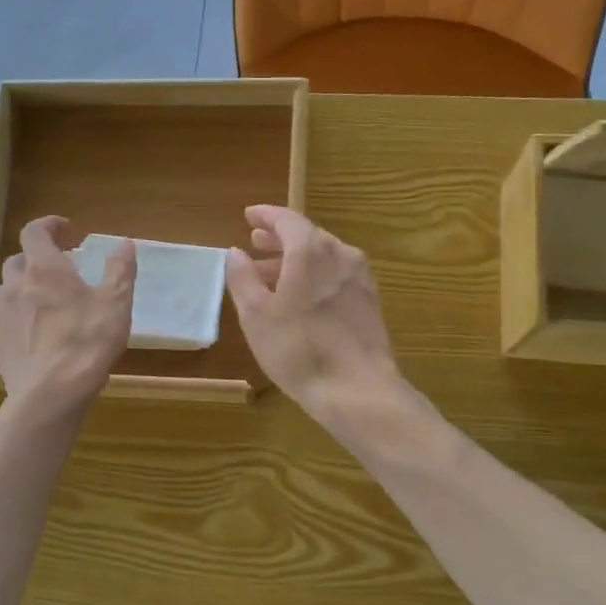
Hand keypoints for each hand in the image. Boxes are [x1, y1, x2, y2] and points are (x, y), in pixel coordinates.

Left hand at [0, 216, 135, 417]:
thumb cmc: (87, 342)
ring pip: (8, 288)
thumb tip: (124, 244)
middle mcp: (17, 285)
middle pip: (18, 259)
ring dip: (25, 284)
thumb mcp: (116, 304)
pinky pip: (6, 316)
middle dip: (38, 257)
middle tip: (62, 268)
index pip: (34, 231)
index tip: (67, 230)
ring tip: (46, 298)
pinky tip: (39, 330)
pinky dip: (20, 312)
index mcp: (44, 268)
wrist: (50, 393)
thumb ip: (120, 270)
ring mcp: (3, 315)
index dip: (49, 225)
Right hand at [223, 206, 400, 422]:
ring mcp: (360, 279)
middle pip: (308, 236)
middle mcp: (341, 255)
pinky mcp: (370, 302)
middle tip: (257, 242)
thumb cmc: (298, 349)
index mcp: (311, 251)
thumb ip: (242, 278)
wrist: (358, 389)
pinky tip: (302, 297)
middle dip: (280, 238)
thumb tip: (236, 253)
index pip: (287, 219)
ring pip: (324, 257)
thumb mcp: (256, 314)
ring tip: (271, 274)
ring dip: (296, 260)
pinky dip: (315, 276)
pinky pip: (337, 276)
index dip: (266, 215)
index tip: (249, 216)